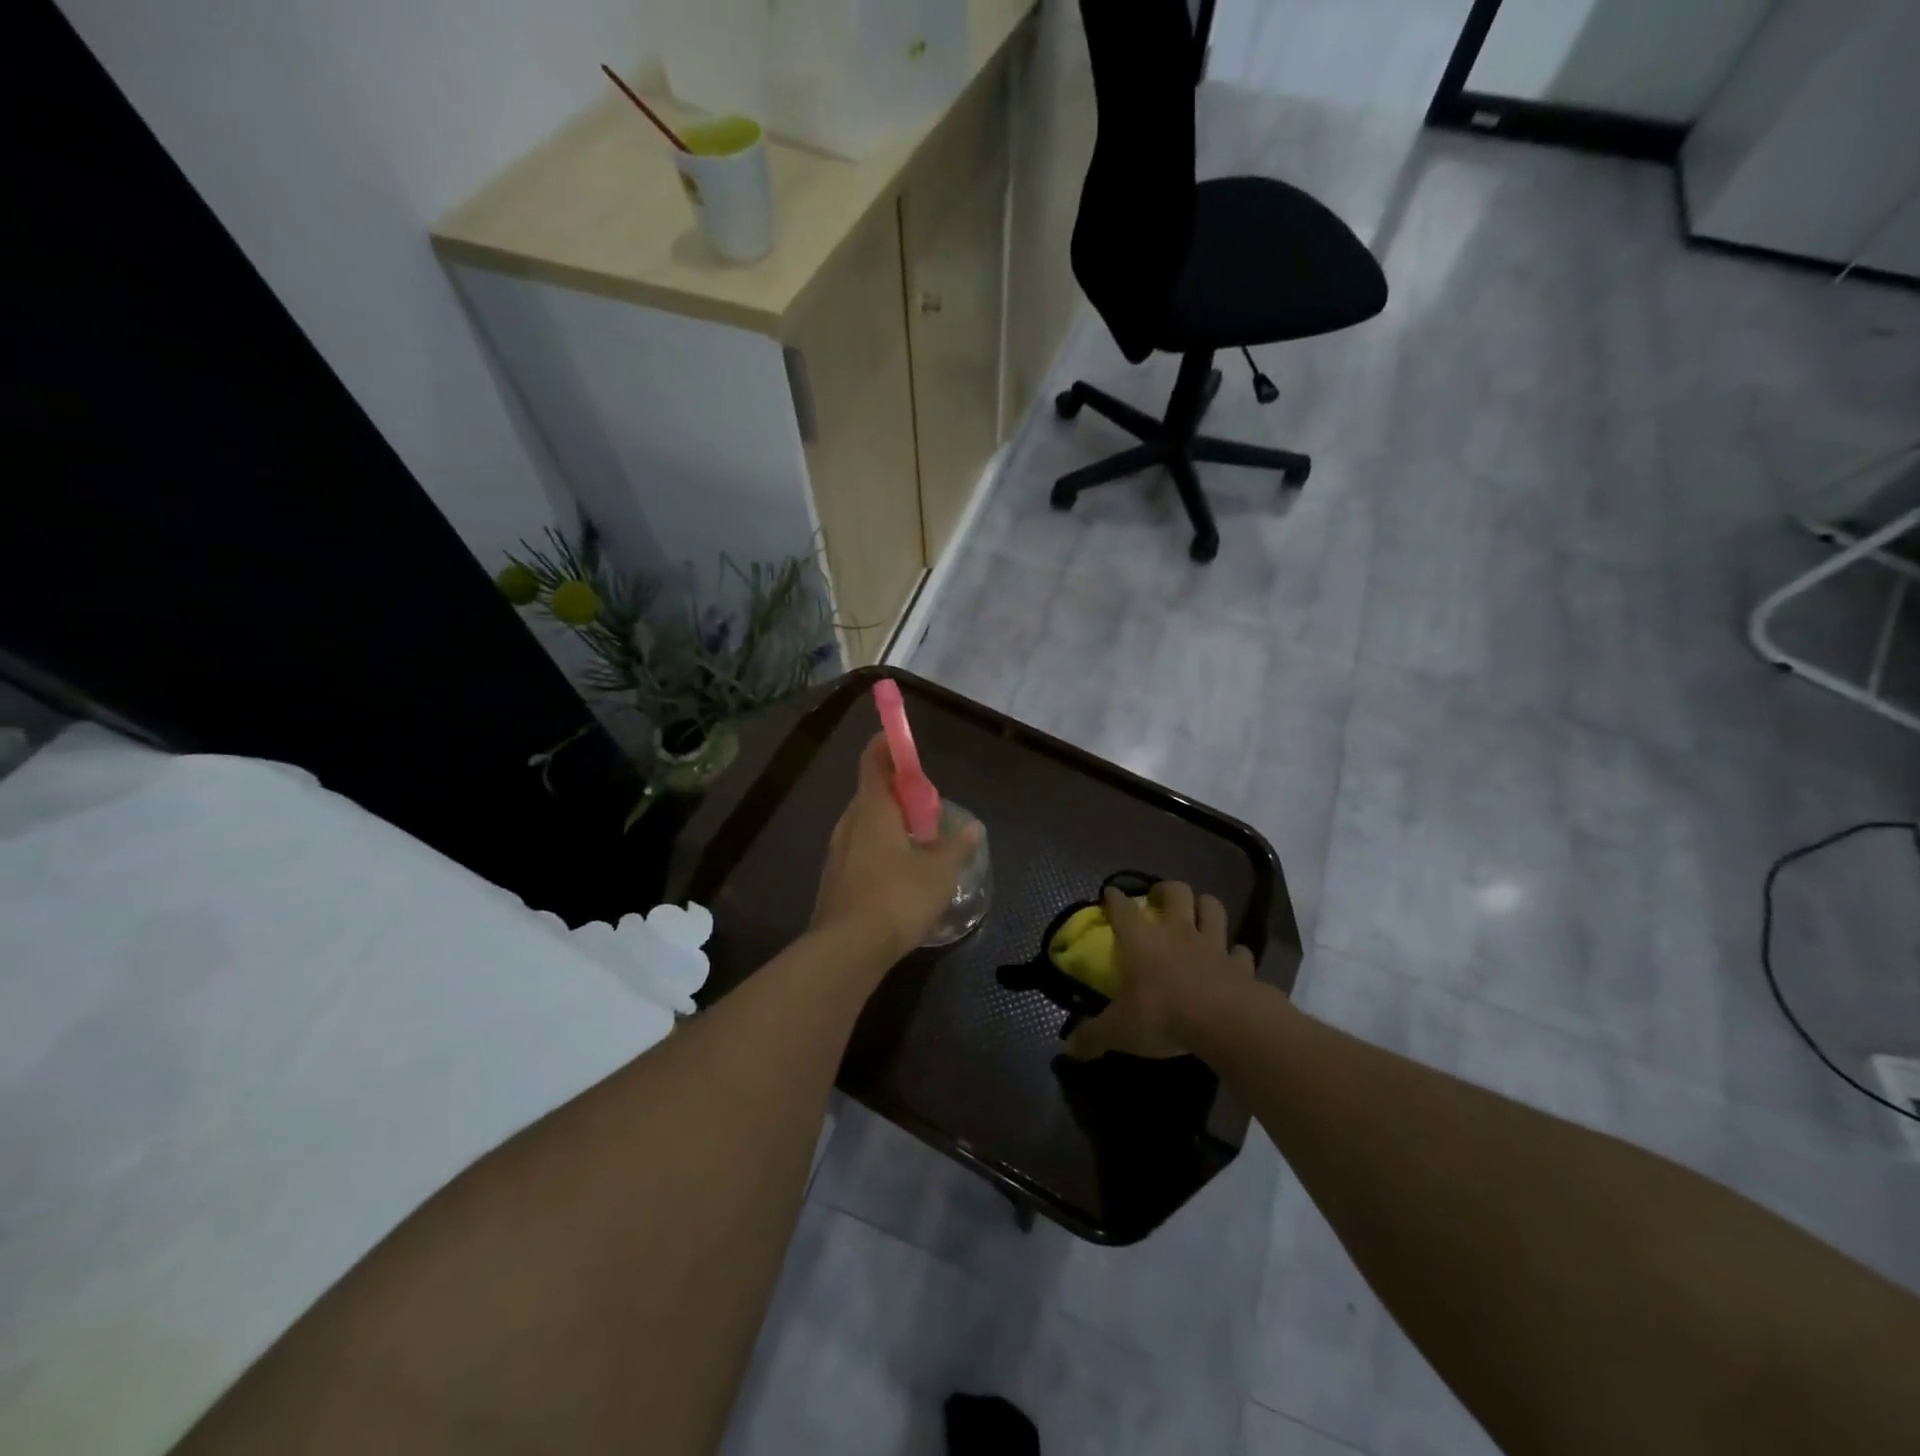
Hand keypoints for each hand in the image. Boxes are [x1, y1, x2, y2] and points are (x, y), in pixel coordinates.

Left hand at [812, 734, 982, 966]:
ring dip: (888, 823)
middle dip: (897, 792)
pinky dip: (880, 849)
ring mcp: (838, 853)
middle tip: (925, 803)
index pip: (873, 762)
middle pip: (870, 793)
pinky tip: (900, 873)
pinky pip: (860, 850)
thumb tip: (973, 828)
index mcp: (872, 810)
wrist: (848, 948)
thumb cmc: (897, 897)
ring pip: (864, 824)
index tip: (901, 741)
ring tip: (918, 840)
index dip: (886, 746)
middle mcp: (849, 824)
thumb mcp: (939, 871)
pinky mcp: (835, 880)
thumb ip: (957, 846)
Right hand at [1065, 881, 1255, 1059]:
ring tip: (1198, 914)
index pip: (1123, 908)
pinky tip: (1232, 960)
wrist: (1224, 1023)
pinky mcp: (1240, 964)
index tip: (1110, 893)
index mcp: (1141, 940)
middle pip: (1176, 892)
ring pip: (1212, 908)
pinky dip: (1236, 953)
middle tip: (1159, 899)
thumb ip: (1093, 1036)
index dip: (1115, 897)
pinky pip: (1240, 950)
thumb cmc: (1162, 1015)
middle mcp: (1177, 932)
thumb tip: (1069, 1048)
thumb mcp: (1119, 1031)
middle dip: (1166, 890)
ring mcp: (1212, 945)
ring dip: (1205, 906)